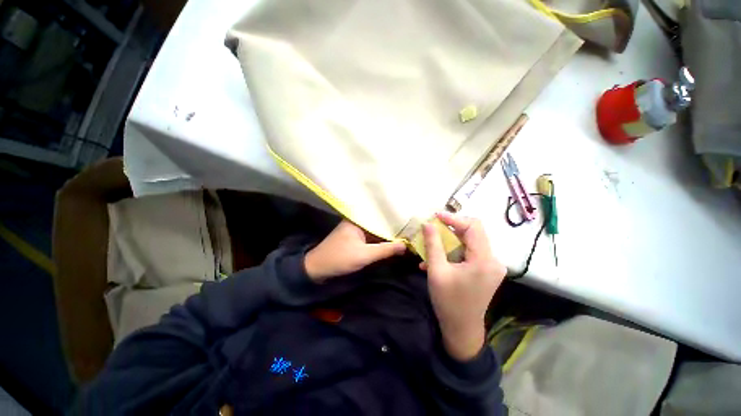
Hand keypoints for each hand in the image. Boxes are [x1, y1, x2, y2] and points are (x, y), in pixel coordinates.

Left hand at [305, 220, 405, 282]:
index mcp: (358, 219)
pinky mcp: (355, 237)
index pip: (381, 216)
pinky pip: (371, 236)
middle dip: (393, 226)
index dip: (395, 219)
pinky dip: (380, 239)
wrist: (317, 269)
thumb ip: (385, 250)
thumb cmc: (340, 258)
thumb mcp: (365, 255)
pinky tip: (392, 240)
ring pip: (375, 229)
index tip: (410, 221)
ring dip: (387, 233)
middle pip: (379, 222)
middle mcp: (357, 220)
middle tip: (411, 228)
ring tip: (406, 233)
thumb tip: (405, 245)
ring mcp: (356, 229)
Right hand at [422, 212, 506, 361]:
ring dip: (451, 241)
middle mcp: (494, 260)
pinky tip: (438, 259)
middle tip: (433, 228)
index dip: (454, 218)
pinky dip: (454, 252)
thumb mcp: (436, 270)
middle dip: (451, 228)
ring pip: (470, 242)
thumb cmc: (448, 301)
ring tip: (432, 245)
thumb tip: (427, 223)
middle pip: (473, 233)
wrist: (462, 330)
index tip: (435, 216)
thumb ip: (433, 244)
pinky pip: (470, 253)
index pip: (473, 227)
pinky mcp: (487, 271)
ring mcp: (492, 266)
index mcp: (484, 260)